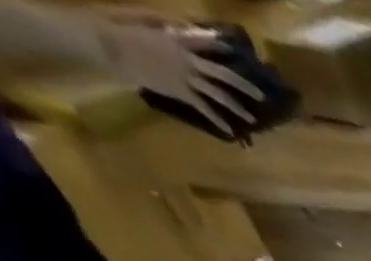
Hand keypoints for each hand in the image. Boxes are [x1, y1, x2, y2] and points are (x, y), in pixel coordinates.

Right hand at [95, 16, 262, 136]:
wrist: (108, 45)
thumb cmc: (122, 29)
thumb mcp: (144, 19)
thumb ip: (167, 25)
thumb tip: (187, 28)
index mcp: (177, 38)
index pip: (205, 40)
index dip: (220, 44)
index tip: (234, 48)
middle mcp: (187, 58)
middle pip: (223, 73)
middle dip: (244, 84)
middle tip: (262, 95)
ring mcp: (185, 76)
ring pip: (219, 94)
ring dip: (237, 107)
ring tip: (252, 119)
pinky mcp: (180, 91)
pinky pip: (205, 108)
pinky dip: (218, 121)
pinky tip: (231, 131)